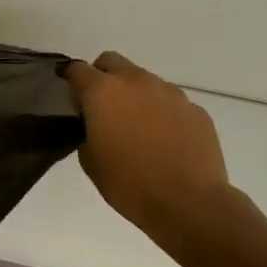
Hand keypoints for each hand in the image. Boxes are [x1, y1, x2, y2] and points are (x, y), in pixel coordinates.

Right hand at [65, 52, 233, 236]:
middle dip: (103, 76)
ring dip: (136, 95)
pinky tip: (166, 140)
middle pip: (112, 61)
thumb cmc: (129, 184)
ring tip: (139, 127)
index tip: (71, 96)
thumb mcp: (90, 160)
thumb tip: (95, 124)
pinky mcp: (195, 109)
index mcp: (103, 91)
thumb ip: (87, 131)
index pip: (77, 69)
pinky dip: (163, 113)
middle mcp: (136, 81)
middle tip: (103, 106)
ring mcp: (169, 92)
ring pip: (144, 80)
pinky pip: (171, 102)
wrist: (190, 204)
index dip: (70, 79)